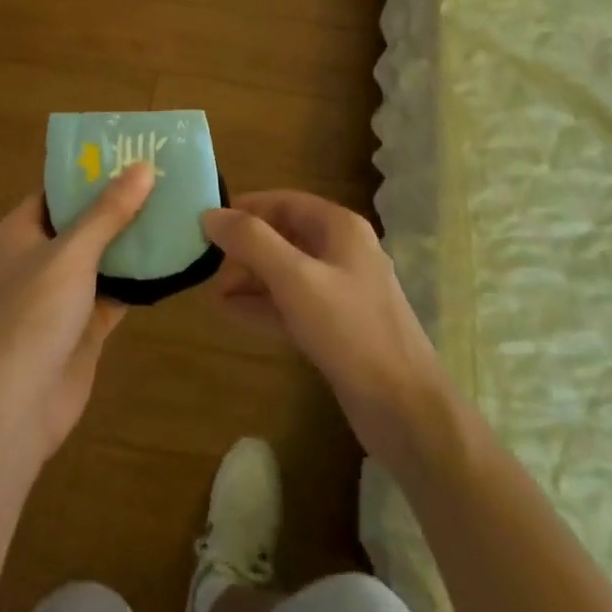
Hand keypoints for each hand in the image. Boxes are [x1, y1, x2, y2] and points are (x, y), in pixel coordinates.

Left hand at [0, 164, 153, 464]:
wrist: (17, 405)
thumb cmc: (33, 313)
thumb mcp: (72, 252)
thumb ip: (108, 211)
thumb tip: (143, 167)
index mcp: (19, 232)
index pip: (56, 190)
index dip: (90, 172)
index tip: (130, 154)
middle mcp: (36, 259)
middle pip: (82, 222)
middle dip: (118, 205)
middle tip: (163, 180)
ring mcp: (59, 295)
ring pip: (100, 257)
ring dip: (131, 241)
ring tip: (174, 211)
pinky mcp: (81, 326)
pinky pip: (113, 292)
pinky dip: (137, 279)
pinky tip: (170, 261)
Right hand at [203, 191, 451, 463]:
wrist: (404, 409)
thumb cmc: (350, 330)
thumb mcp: (295, 278)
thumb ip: (251, 242)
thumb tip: (211, 214)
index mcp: (340, 228)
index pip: (285, 202)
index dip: (246, 208)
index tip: (209, 222)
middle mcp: (343, 252)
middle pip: (284, 236)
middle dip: (245, 249)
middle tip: (207, 266)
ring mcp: (342, 291)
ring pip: (286, 272)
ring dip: (250, 279)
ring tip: (211, 292)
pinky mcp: (337, 328)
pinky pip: (293, 304)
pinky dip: (263, 305)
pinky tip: (232, 313)